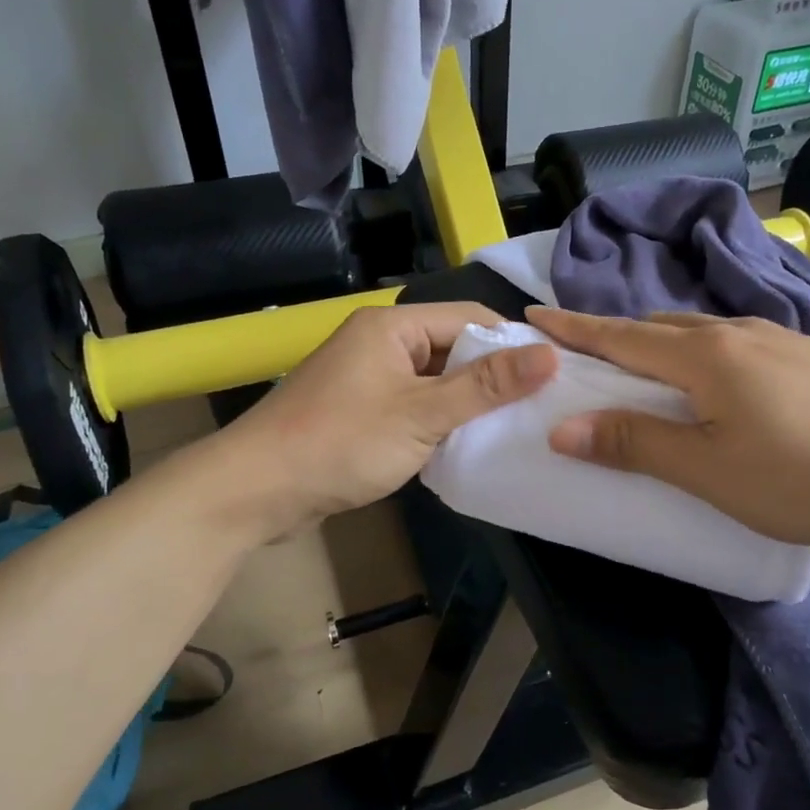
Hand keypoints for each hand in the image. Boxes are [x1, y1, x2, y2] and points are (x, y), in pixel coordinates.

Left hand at [210, 303, 556, 537]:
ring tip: (513, 427)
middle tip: (539, 408)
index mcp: (392, 326)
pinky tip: (465, 444)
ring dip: (466, 403)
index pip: (470, 318)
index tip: (554, 375)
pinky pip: (412, 405)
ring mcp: (366, 377)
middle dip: (492, 377)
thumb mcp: (421, 415)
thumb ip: (485, 386)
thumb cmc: (340, 444)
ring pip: (434, 381)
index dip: (513, 343)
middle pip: (452, 348)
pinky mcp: (358, 410)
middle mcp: (379, 341)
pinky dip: (438, 421)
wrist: (255, 490)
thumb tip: (549, 354)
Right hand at [526, 306, 809, 549]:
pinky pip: (731, 343)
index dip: (573, 328)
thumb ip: (637, 446)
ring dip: (657, 342)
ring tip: (639, 367)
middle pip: (656, 325)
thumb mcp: (712, 471)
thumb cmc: (809, 474)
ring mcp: (779, 339)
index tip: (533, 315)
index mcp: (704, 356)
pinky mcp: (808, 356)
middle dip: (612, 334)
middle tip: (579, 353)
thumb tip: (563, 428)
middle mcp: (737, 332)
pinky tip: (713, 379)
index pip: (620, 336)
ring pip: (697, 331)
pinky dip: (697, 353)